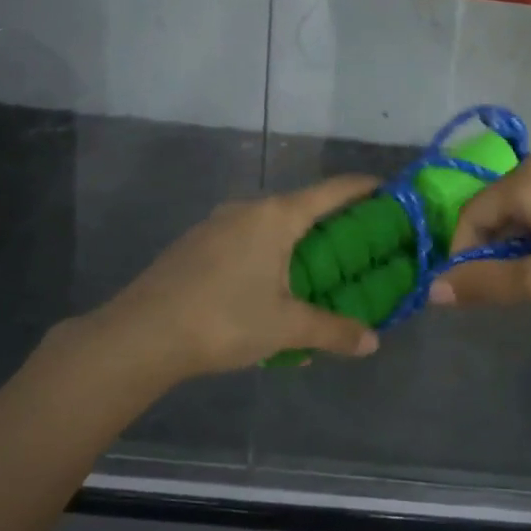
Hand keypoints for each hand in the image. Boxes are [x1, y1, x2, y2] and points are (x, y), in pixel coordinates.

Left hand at [98, 175, 383, 379]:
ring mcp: (216, 224)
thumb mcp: (286, 328)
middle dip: (332, 224)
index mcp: (276, 216)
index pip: (332, 191)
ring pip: (270, 225)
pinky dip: (267, 256)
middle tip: (359, 247)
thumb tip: (372, 342)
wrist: (141, 335)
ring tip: (315, 274)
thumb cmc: (224, 319)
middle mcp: (247, 209)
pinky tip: (266, 292)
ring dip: (296, 243)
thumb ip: (333, 332)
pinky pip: (244, 241)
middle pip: (302, 206)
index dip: (364, 188)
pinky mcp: (195, 245)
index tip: (389, 191)